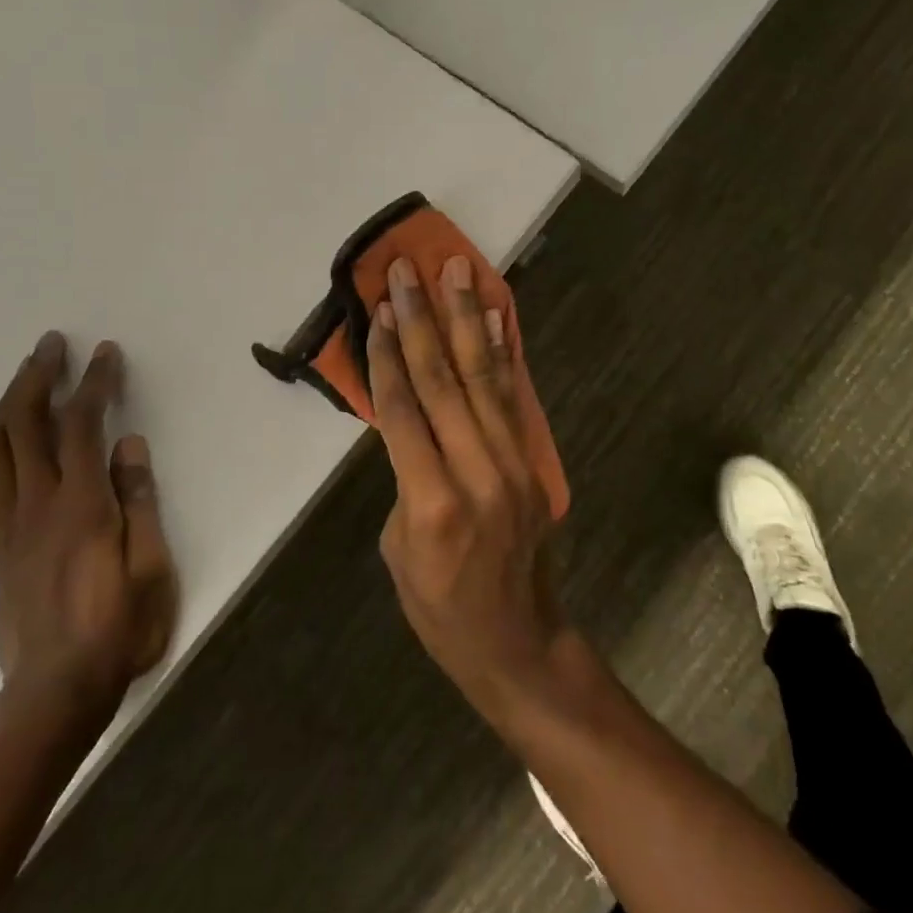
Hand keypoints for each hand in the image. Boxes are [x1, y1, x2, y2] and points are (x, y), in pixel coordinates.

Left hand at [0, 333, 178, 720]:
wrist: (54, 694)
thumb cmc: (117, 629)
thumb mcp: (151, 567)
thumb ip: (139, 501)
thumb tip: (130, 446)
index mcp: (80, 503)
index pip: (82, 423)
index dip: (93, 381)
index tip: (105, 352)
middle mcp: (37, 504)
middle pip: (23, 424)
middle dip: (36, 376)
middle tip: (51, 345)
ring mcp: (9, 527)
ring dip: (8, 405)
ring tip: (26, 380)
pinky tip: (5, 454)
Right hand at [369, 256, 570, 713]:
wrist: (515, 642)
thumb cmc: (438, 606)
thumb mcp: (397, 547)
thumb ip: (405, 475)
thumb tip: (411, 419)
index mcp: (431, 502)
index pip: (404, 410)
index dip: (388, 355)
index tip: (380, 308)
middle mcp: (477, 473)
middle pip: (444, 381)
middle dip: (423, 319)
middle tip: (408, 269)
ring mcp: (513, 465)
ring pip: (482, 377)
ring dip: (466, 318)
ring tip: (458, 270)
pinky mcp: (532, 463)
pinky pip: (511, 397)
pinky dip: (501, 352)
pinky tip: (493, 317)